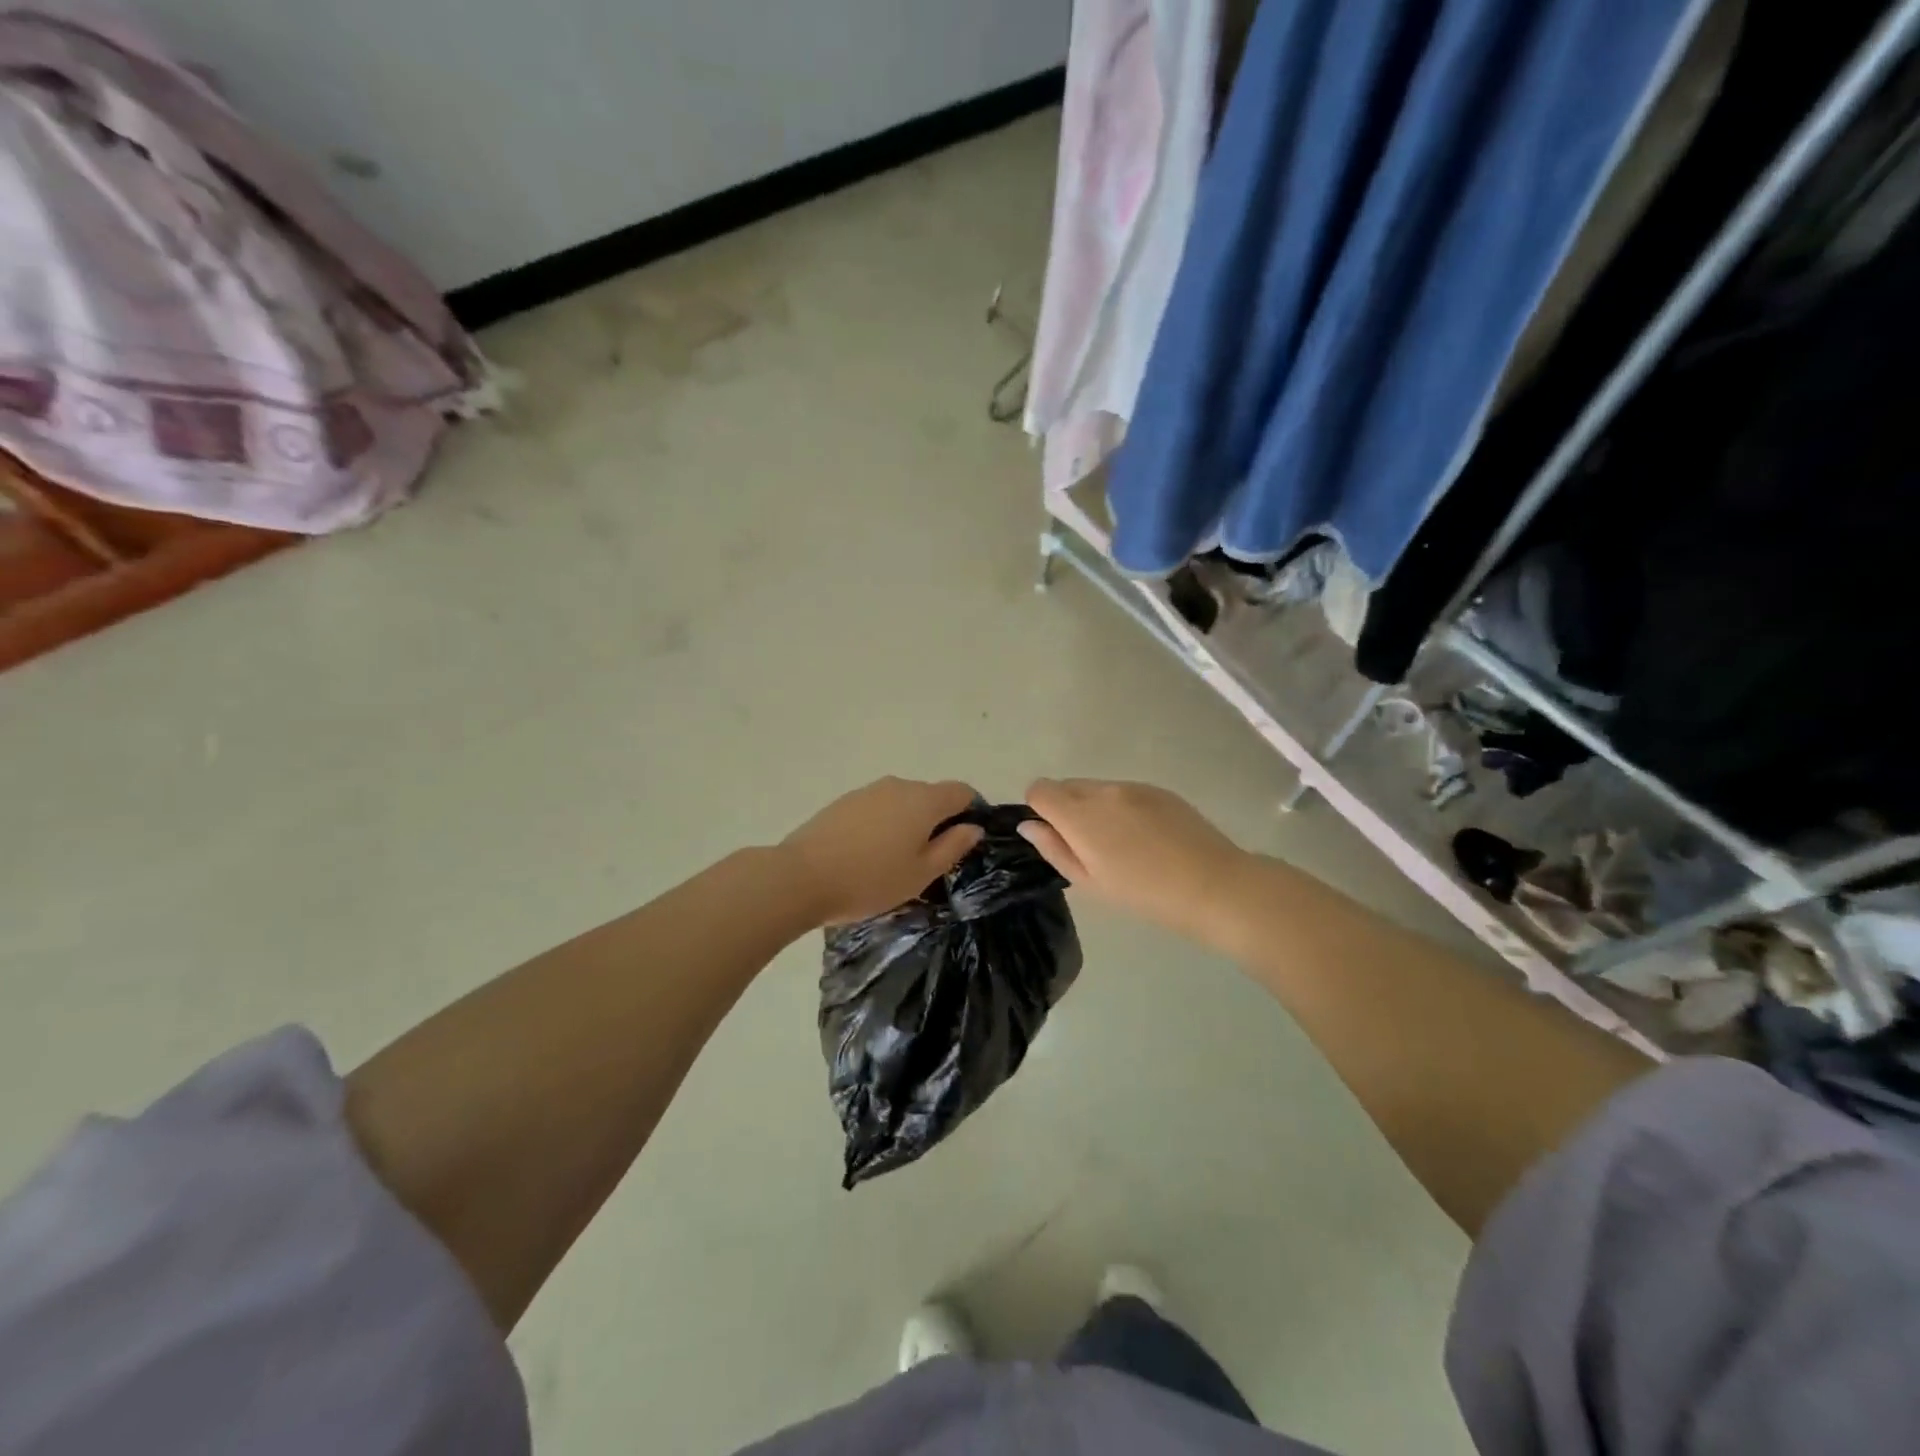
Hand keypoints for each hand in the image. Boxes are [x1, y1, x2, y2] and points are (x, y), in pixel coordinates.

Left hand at [782, 778, 984, 926]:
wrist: (801, 877)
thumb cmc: (871, 880)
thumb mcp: (921, 873)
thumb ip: (953, 847)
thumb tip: (973, 827)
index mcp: (924, 800)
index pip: (962, 791)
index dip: (972, 811)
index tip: (966, 841)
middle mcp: (898, 785)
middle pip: (931, 795)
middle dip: (938, 821)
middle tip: (930, 860)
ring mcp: (868, 791)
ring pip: (902, 802)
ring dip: (908, 823)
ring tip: (896, 861)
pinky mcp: (844, 801)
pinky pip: (878, 808)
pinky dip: (884, 825)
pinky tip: (869, 854)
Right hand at [1020, 779, 1250, 944]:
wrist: (1213, 885)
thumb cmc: (1144, 894)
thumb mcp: (1090, 882)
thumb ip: (1054, 849)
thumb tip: (1029, 825)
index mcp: (1080, 815)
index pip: (1039, 789)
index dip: (1039, 810)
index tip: (1054, 836)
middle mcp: (1103, 790)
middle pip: (1066, 785)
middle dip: (1066, 808)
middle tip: (1088, 846)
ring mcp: (1133, 786)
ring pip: (1096, 788)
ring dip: (1095, 808)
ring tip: (1121, 844)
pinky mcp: (1158, 790)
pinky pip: (1124, 792)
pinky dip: (1122, 807)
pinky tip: (1146, 837)